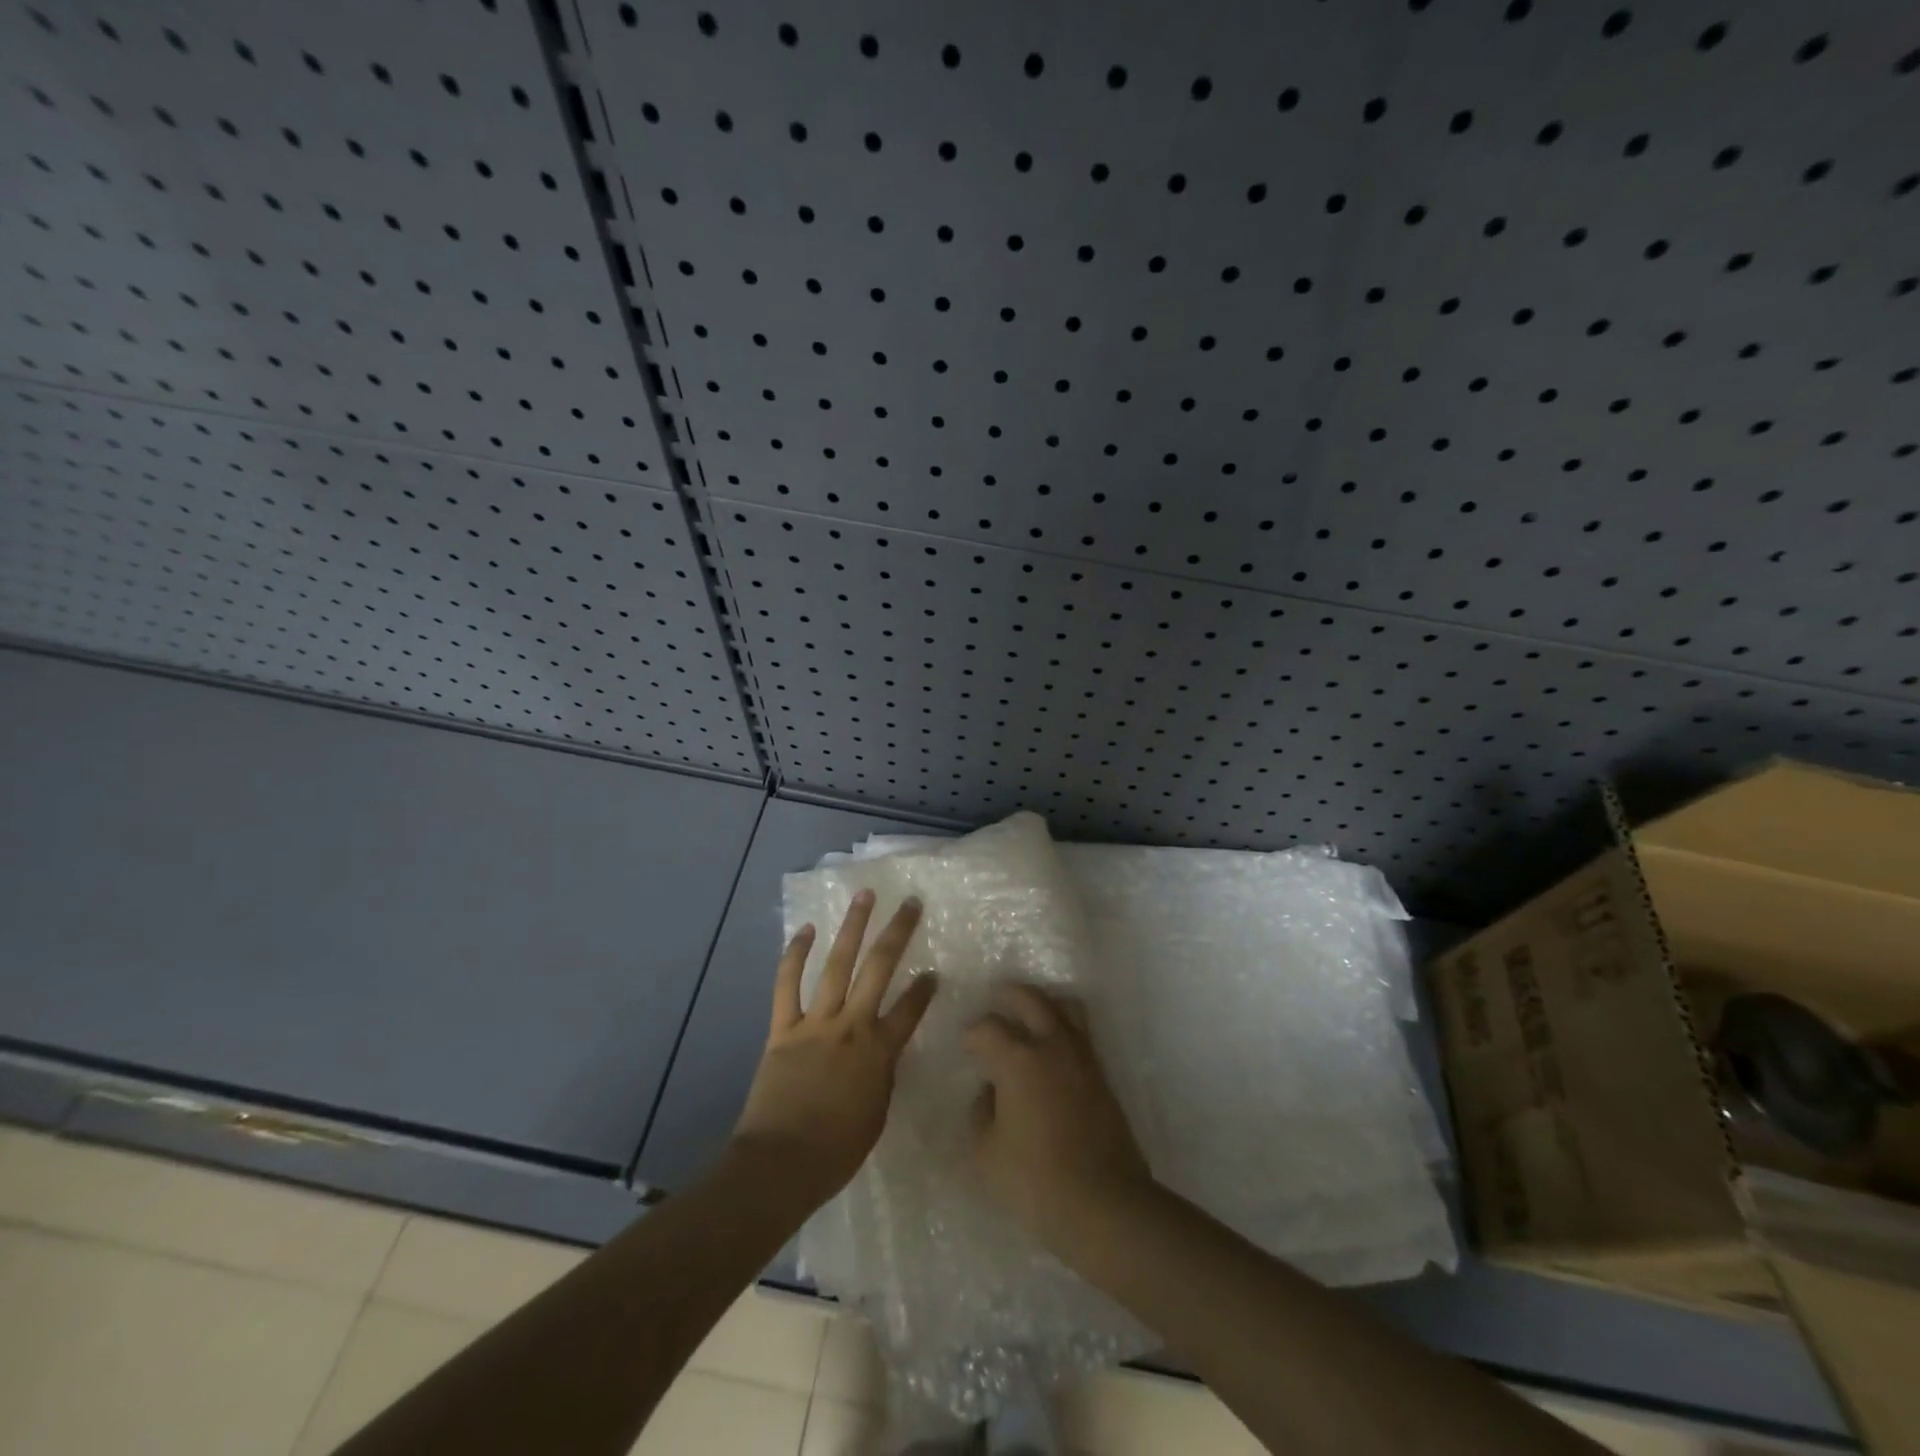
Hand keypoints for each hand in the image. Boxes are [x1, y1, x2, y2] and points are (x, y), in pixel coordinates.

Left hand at [731, 890, 936, 1205]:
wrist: (780, 1164)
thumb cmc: (836, 1151)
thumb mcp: (876, 1114)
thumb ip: (882, 1076)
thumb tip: (881, 1054)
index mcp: (880, 1052)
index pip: (911, 1010)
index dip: (925, 990)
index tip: (933, 971)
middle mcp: (852, 1026)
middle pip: (879, 968)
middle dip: (897, 932)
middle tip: (909, 902)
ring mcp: (816, 1022)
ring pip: (837, 964)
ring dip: (852, 927)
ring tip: (863, 896)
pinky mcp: (784, 1028)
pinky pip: (788, 984)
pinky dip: (794, 955)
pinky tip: (804, 930)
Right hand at [964, 983, 1154, 1248]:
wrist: (1104, 1205)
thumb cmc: (1035, 1181)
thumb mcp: (986, 1152)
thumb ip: (981, 1112)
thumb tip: (990, 1091)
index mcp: (1018, 1058)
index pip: (988, 1027)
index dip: (972, 1034)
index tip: (966, 1047)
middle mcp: (1052, 1045)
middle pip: (1031, 998)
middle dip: (1008, 996)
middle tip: (995, 1003)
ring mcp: (1083, 1057)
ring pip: (1065, 1007)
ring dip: (1043, 1005)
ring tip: (1028, 1018)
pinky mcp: (1102, 1075)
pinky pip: (1080, 1033)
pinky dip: (1063, 1028)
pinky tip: (1050, 1052)